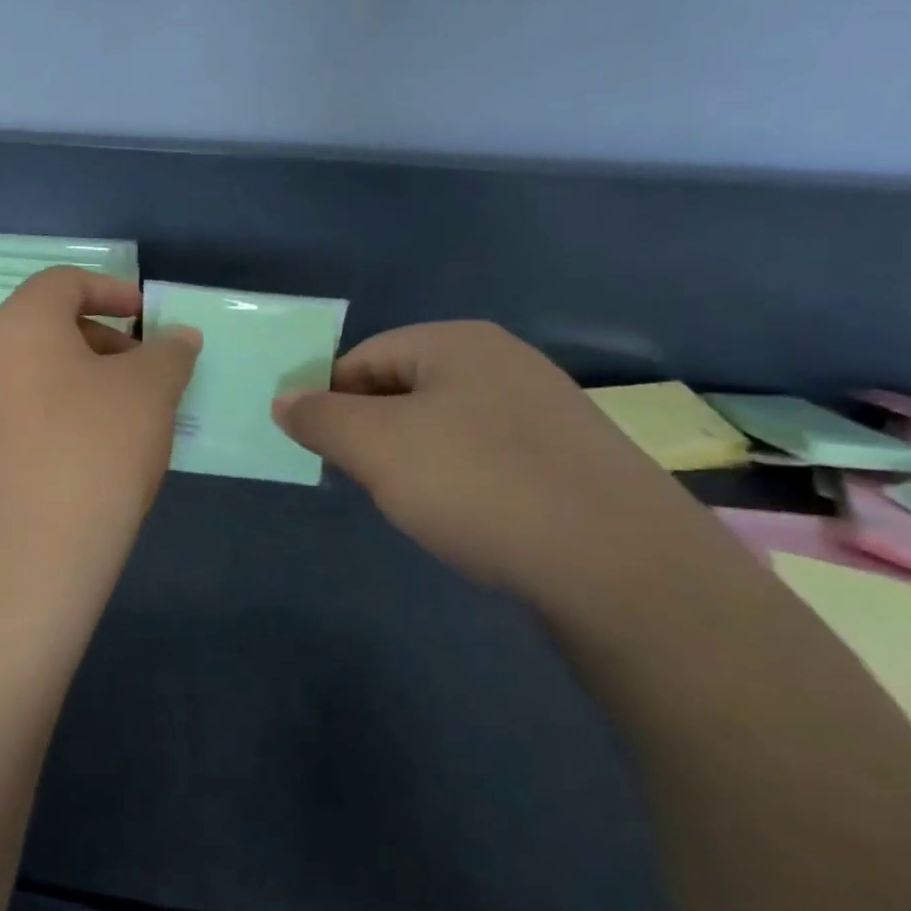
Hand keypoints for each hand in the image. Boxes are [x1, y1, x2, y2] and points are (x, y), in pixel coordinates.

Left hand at [0, 267, 201, 602]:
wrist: (31, 555)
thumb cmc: (95, 448)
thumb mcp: (150, 390)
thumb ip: (169, 352)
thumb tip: (179, 338)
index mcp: (20, 323)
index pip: (64, 282)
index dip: (111, 290)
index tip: (148, 317)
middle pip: (49, 324)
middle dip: (105, 338)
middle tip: (147, 369)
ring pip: (40, 369)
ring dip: (89, 376)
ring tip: (132, 412)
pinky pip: (27, 408)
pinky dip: (66, 409)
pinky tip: (100, 448)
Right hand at [273, 321, 719, 609]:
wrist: (626, 569)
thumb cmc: (479, 485)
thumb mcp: (376, 447)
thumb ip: (320, 417)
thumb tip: (284, 399)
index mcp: (457, 341)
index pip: (364, 357)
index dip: (330, 400)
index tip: (319, 449)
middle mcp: (505, 361)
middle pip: (405, 388)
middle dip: (374, 433)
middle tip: (366, 480)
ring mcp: (547, 409)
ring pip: (446, 425)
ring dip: (416, 460)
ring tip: (418, 505)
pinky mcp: (573, 459)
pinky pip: (490, 456)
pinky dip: (463, 480)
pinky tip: (471, 518)